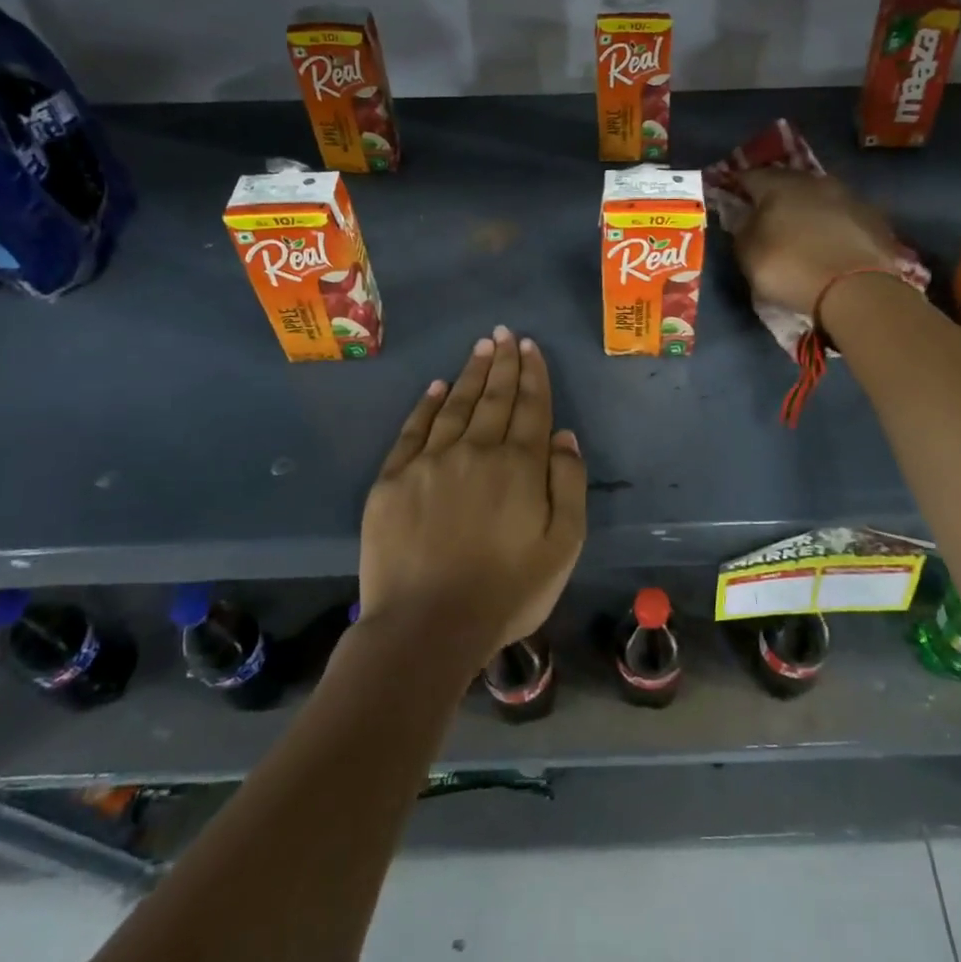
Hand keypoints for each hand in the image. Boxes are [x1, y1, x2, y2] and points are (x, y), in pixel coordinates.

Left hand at [359, 327, 586, 653]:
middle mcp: (475, 451)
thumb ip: (568, 484)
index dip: (532, 374)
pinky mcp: (392, 480)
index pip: (530, 407)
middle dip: (502, 363)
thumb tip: (563, 436)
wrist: (427, 627)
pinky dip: (427, 405)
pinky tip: (437, 387)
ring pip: (455, 406)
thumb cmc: (507, 591)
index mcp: (519, 466)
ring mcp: (430, 463)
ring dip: (471, 375)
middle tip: (505, 334)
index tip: (530, 346)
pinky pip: (413, 430)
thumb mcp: (563, 545)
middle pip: (493, 398)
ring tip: (481, 348)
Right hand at [732, 169, 901, 315]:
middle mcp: (814, 181)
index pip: (750, 176)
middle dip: (775, 194)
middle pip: (787, 181)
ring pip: (818, 195)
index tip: (732, 197)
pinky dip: (831, 223)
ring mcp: (848, 196)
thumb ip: (742, 229)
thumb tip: (745, 217)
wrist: (855, 289)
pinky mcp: (873, 217)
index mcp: (779, 185)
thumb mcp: (748, 254)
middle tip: (766, 213)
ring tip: (800, 228)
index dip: (738, 186)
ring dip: (806, 207)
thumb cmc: (790, 268)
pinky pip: (842, 214)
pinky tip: (829, 241)